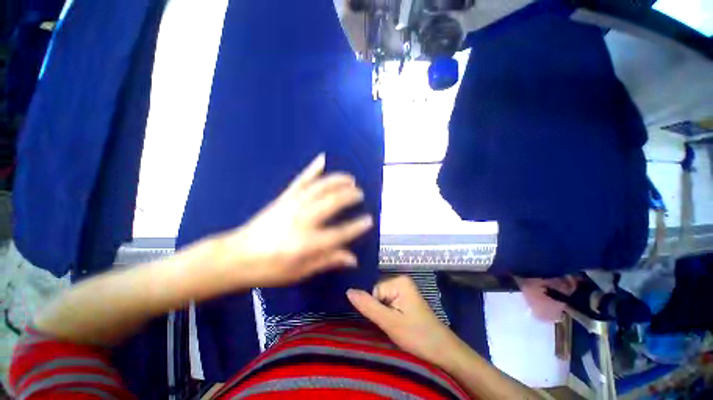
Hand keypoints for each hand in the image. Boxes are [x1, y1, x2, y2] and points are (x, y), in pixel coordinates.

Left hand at [215, 154, 373, 287]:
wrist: (236, 256)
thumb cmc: (269, 269)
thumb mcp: (300, 272)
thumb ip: (327, 261)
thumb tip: (352, 259)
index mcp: (307, 243)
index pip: (340, 233)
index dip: (357, 226)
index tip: (370, 219)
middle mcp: (303, 220)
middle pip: (332, 203)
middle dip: (349, 196)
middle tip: (360, 193)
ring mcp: (293, 205)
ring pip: (320, 187)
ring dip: (337, 180)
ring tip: (350, 178)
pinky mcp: (284, 198)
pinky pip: (301, 180)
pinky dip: (313, 168)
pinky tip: (322, 159)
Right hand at [347, 276, 461, 366]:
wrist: (444, 352)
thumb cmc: (418, 336)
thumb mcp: (390, 323)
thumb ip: (368, 306)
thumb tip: (348, 291)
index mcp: (399, 281)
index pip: (373, 291)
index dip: (375, 309)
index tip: (385, 322)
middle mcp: (401, 281)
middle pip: (377, 294)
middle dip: (380, 311)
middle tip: (390, 326)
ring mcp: (404, 290)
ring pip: (381, 301)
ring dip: (384, 315)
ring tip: (394, 327)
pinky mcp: (405, 300)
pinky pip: (388, 304)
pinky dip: (389, 315)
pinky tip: (397, 325)